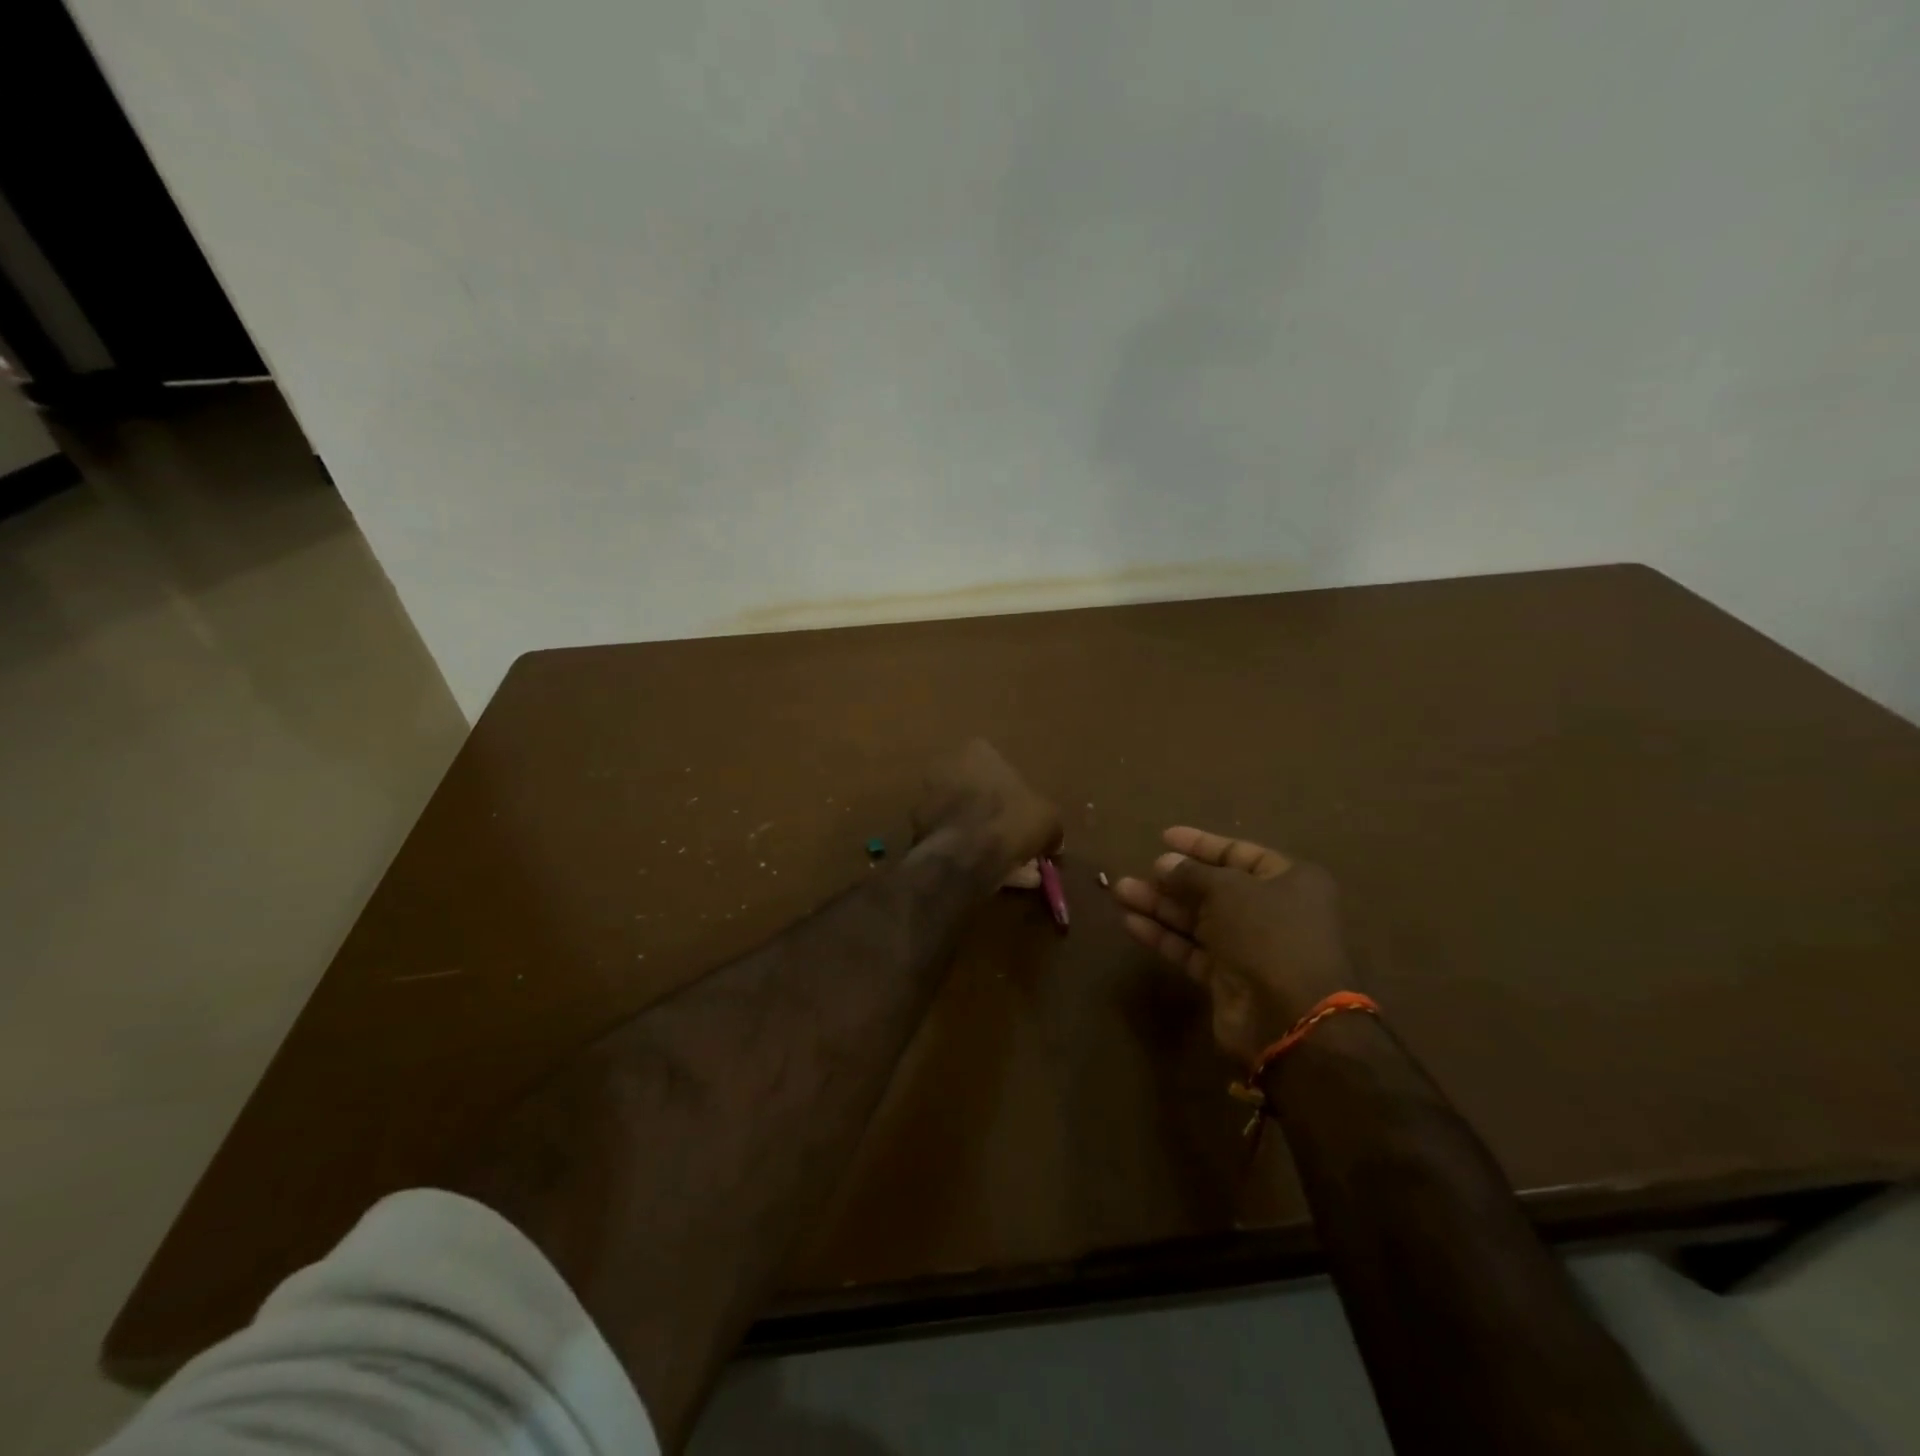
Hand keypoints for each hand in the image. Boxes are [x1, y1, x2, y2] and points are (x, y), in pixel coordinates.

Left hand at [912, 740, 1061, 875]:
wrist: (967, 854)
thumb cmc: (1012, 820)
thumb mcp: (1048, 820)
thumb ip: (1049, 826)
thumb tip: (1054, 843)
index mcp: (976, 751)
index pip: (999, 766)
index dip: (1016, 796)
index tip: (1026, 819)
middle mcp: (946, 767)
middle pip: (978, 794)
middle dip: (998, 819)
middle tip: (1017, 844)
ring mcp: (927, 798)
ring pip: (965, 820)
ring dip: (985, 839)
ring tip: (1010, 869)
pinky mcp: (917, 829)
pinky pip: (952, 841)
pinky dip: (969, 854)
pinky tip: (991, 875)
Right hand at [1113, 827, 1357, 1065]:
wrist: (1288, 1017)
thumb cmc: (1267, 933)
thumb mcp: (1228, 889)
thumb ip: (1191, 874)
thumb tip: (1164, 863)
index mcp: (1288, 881)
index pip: (1239, 854)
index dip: (1201, 845)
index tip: (1164, 837)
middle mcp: (1271, 912)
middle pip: (1214, 888)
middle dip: (1173, 879)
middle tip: (1137, 870)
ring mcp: (1249, 947)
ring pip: (1197, 919)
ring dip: (1160, 905)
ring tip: (1120, 891)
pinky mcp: (1227, 978)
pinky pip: (1190, 949)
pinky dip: (1162, 936)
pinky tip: (1130, 922)